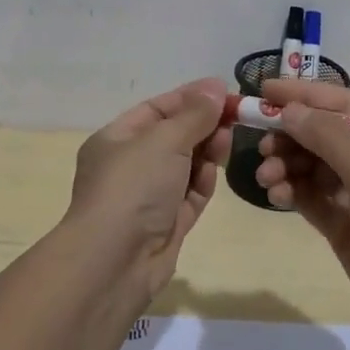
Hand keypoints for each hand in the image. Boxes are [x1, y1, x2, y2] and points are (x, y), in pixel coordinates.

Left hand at [65, 77, 231, 291]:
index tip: (223, 90)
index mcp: (116, 139)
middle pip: (173, 136)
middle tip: (235, 116)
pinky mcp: (166, 224)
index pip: (157, 109)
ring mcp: (148, 197)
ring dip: (207, 151)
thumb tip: (215, 87)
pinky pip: (190, 194)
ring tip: (227, 140)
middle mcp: (130, 166)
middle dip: (203, 124)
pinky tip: (216, 170)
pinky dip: (203, 181)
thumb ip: (194, 114)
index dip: (190, 97)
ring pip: (185, 165)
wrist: (114, 262)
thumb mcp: (164, 140)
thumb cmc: (133, 187)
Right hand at [254, 78, 349, 349]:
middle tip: (261, 143)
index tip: (264, 90)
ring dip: (286, 165)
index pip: (341, 105)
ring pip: (311, 166)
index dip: (304, 94)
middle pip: (322, 134)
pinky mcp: (343, 226)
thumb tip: (290, 109)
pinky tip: (277, 196)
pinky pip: (310, 198)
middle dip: (289, 134)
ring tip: (266, 177)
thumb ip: (330, 139)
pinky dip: (291, 192)